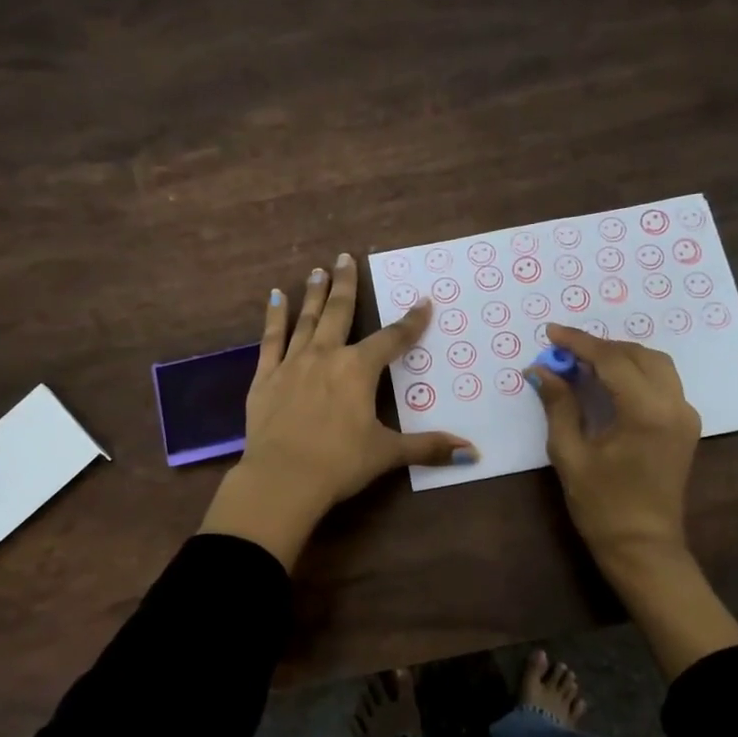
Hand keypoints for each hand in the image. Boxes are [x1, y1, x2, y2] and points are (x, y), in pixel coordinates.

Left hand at [199, 252, 475, 568]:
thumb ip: (428, 447)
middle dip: (346, 285)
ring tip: (318, 270)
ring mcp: (292, 364)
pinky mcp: (264, 377)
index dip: (411, 321)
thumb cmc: (339, 463)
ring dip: (314, 294)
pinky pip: (271, 339)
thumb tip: (472, 453)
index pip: (392, 339)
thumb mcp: (387, 453)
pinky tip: (275, 297)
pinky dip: (274, 317)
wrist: (282, 479)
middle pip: (339, 313)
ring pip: (306, 320)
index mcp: (358, 370)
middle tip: (345, 257)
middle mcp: (326, 356)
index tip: (423, 302)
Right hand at [526, 323, 699, 566]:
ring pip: (656, 364)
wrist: (643, 547)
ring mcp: (685, 415)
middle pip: (638, 354)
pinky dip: (636, 372)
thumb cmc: (602, 506)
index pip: (612, 360)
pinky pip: (663, 383)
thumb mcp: (571, 454)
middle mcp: (674, 406)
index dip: (579, 343)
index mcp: (647, 412)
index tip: (551, 333)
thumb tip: (541, 370)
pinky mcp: (686, 426)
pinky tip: (609, 381)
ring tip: (584, 362)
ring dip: (620, 356)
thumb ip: (559, 406)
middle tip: (564, 351)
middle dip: (600, 347)